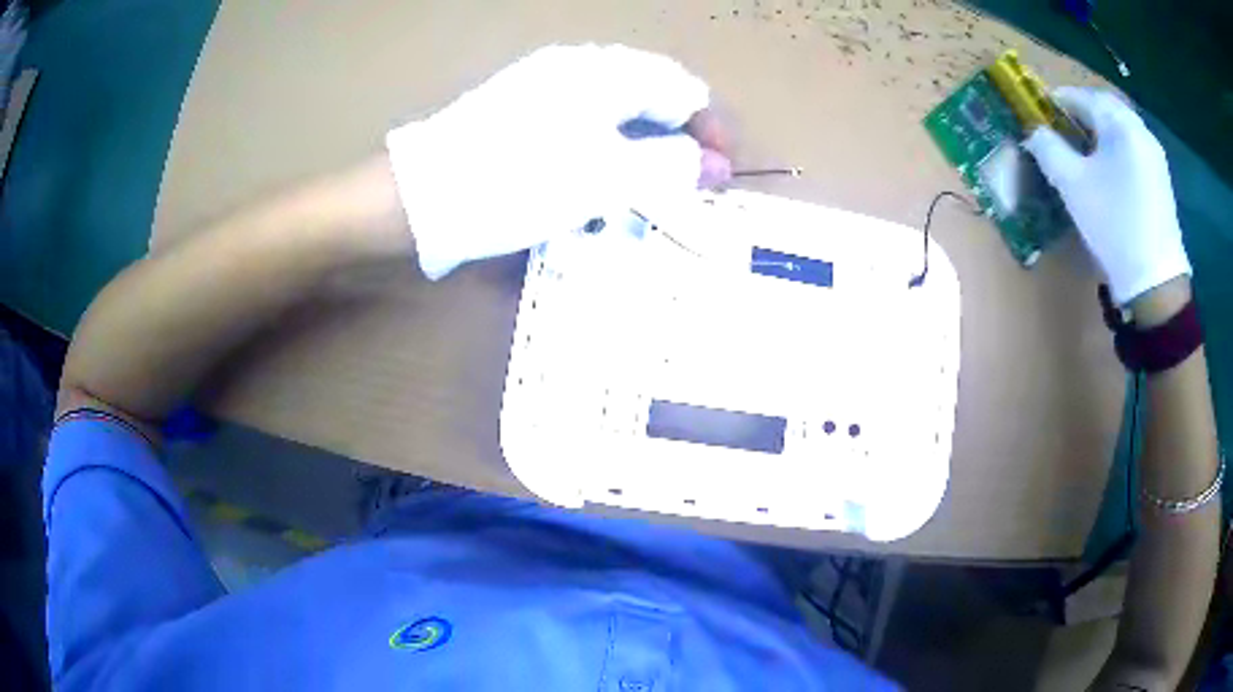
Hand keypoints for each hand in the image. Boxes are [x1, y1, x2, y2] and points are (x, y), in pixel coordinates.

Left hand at [386, 44, 731, 279]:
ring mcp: (545, 87)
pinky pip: (584, 124)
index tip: (719, 177)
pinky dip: (606, 153)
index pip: (682, 89)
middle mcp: (577, 68)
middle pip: (651, 96)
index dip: (711, 131)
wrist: (419, 198)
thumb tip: (713, 164)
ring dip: (642, 150)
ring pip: (617, 112)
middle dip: (677, 142)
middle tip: (685, 189)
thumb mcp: (603, 178)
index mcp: (603, 72)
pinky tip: (598, 182)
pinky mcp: (522, 112)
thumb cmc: (515, 183)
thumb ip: (668, 166)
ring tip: (646, 192)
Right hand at [1023, 87, 1189, 304]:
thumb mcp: (1072, 185)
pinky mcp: (1162, 181)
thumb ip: (1048, 149)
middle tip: (1063, 127)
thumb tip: (1033, 132)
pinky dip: (1117, 149)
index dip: (1059, 99)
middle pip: (1106, 109)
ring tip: (1084, 149)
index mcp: (1120, 123)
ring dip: (1101, 131)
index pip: (1083, 96)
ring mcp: (1155, 157)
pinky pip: (1134, 149)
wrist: (1155, 283)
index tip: (1041, 110)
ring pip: (1122, 129)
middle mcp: (1141, 131)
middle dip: (1082, 113)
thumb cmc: (1114, 224)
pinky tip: (1109, 170)